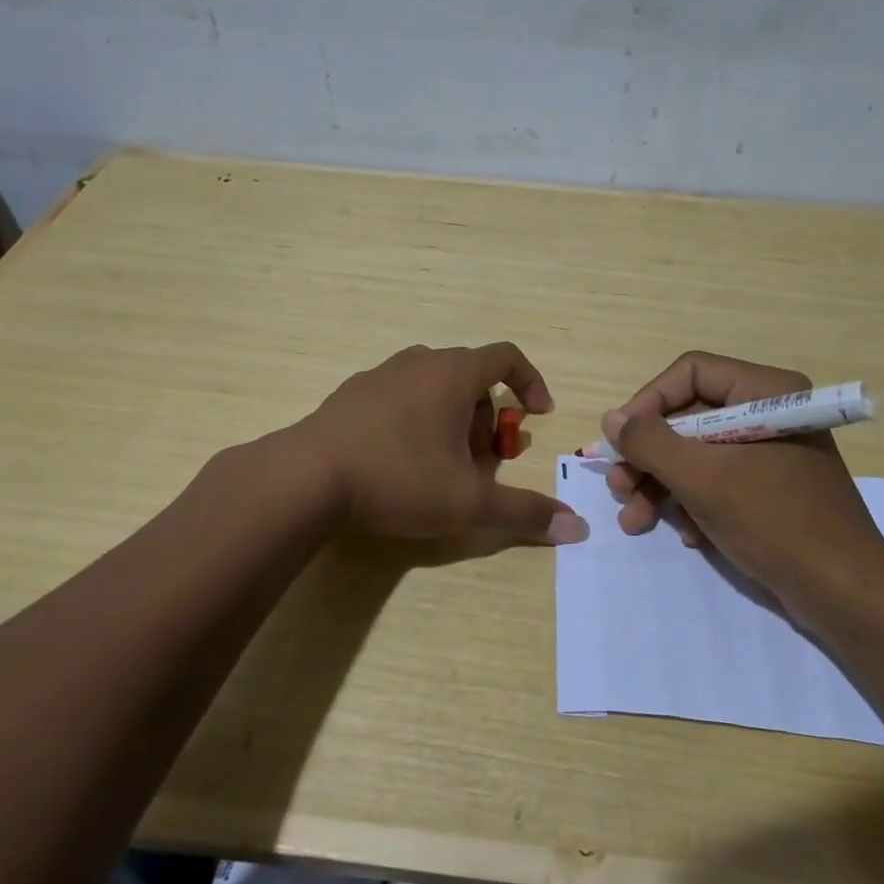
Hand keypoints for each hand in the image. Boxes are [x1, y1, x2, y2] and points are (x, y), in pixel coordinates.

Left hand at [299, 344, 588, 545]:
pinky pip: (399, 396)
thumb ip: (523, 512)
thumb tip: (577, 527)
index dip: (530, 381)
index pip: (506, 356)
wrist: (307, 477)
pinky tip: (400, 462)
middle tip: (482, 461)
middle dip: (486, 417)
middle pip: (470, 377)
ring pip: (433, 387)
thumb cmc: (398, 478)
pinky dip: (415, 419)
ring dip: (451, 419)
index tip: (537, 414)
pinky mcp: (351, 394)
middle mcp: (418, 363)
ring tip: (441, 465)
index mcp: (452, 373)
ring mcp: (380, 375)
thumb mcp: (467, 502)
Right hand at [600, 351, 883, 612]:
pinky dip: (692, 503)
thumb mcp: (702, 478)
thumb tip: (611, 418)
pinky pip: (717, 479)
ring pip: (696, 452)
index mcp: (765, 391)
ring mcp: (770, 451)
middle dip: (648, 456)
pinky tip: (686, 535)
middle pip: (688, 416)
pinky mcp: (770, 487)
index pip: (690, 373)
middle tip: (618, 487)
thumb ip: (650, 443)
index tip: (620, 440)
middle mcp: (768, 412)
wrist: (845, 594)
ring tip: (634, 520)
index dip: (648, 402)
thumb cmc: (775, 521)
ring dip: (661, 485)